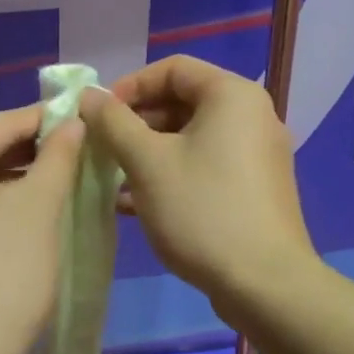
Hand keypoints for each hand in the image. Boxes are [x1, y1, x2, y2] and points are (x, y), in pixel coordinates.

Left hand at [0, 106, 85, 353]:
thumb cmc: (4, 273)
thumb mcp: (39, 207)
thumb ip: (57, 155)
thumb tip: (72, 122)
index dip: (43, 121)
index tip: (77, 117)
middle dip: (21, 154)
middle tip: (67, 154)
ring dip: (0, 182)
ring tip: (44, 185)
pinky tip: (6, 222)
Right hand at [81, 55, 316, 315]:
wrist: (265, 285)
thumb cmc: (202, 209)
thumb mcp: (146, 161)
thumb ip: (113, 122)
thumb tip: (88, 96)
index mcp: (232, 95)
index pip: (173, 68)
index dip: (130, 85)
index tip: (100, 114)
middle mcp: (251, 115)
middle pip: (183, 101)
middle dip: (136, 122)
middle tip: (103, 147)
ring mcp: (257, 154)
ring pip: (191, 137)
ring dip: (148, 150)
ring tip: (113, 177)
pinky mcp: (255, 188)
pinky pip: (206, 164)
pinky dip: (172, 172)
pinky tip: (136, 202)